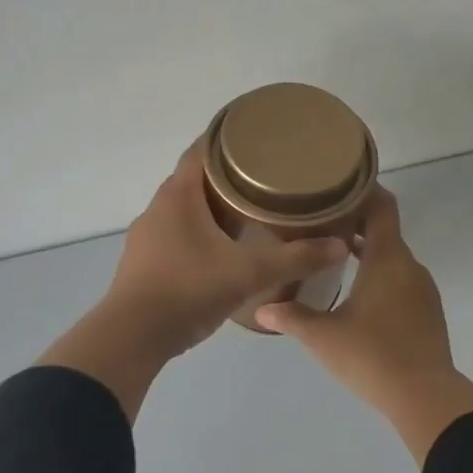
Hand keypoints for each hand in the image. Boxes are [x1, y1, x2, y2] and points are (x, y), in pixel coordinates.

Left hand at [38, 147, 348, 419]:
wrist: (132, 337)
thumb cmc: (188, 290)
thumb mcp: (249, 273)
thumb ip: (295, 258)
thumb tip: (340, 246)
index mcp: (178, 194)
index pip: (203, 149)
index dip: (229, 137)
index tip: (259, 135)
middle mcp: (159, 207)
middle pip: (196, 177)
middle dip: (230, 173)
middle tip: (268, 175)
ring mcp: (148, 235)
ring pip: (187, 207)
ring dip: (215, 204)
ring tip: (252, 209)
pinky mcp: (146, 261)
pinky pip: (179, 232)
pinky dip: (203, 230)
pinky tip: (226, 247)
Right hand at [256, 188, 472, 463]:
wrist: (425, 396)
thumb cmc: (372, 355)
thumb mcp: (323, 336)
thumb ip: (291, 317)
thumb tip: (262, 310)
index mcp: (387, 258)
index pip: (382, 206)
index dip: (363, 190)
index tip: (336, 184)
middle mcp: (409, 266)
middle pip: (384, 231)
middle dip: (355, 224)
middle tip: (320, 222)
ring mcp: (422, 290)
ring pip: (392, 258)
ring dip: (367, 253)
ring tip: (333, 257)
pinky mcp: (427, 312)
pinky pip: (401, 281)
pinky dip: (380, 276)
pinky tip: (357, 295)